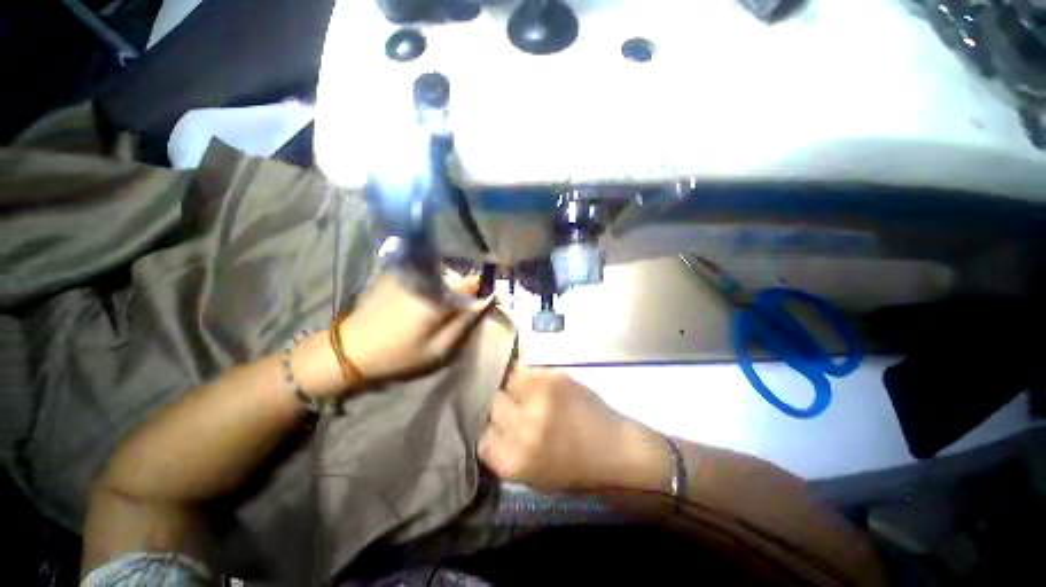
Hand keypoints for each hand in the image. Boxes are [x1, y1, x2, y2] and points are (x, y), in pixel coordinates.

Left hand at [337, 271, 492, 383]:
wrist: (350, 349)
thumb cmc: (398, 354)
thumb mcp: (439, 349)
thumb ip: (465, 323)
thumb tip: (485, 302)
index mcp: (438, 297)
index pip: (472, 282)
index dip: (480, 291)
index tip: (481, 302)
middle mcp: (425, 277)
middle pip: (457, 276)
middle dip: (463, 290)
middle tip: (456, 311)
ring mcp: (408, 272)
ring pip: (442, 273)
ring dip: (447, 286)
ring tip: (438, 306)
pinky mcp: (395, 272)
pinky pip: (424, 272)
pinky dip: (431, 282)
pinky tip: (421, 298)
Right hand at [478, 368, 666, 491]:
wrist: (614, 448)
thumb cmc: (573, 468)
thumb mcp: (530, 474)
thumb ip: (503, 449)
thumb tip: (485, 423)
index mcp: (514, 460)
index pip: (480, 437)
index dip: (487, 430)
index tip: (494, 426)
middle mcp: (522, 426)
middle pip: (490, 403)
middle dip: (496, 406)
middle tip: (509, 408)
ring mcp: (539, 396)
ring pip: (505, 381)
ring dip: (511, 388)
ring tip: (525, 395)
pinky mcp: (553, 376)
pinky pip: (525, 371)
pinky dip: (526, 378)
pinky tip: (538, 387)